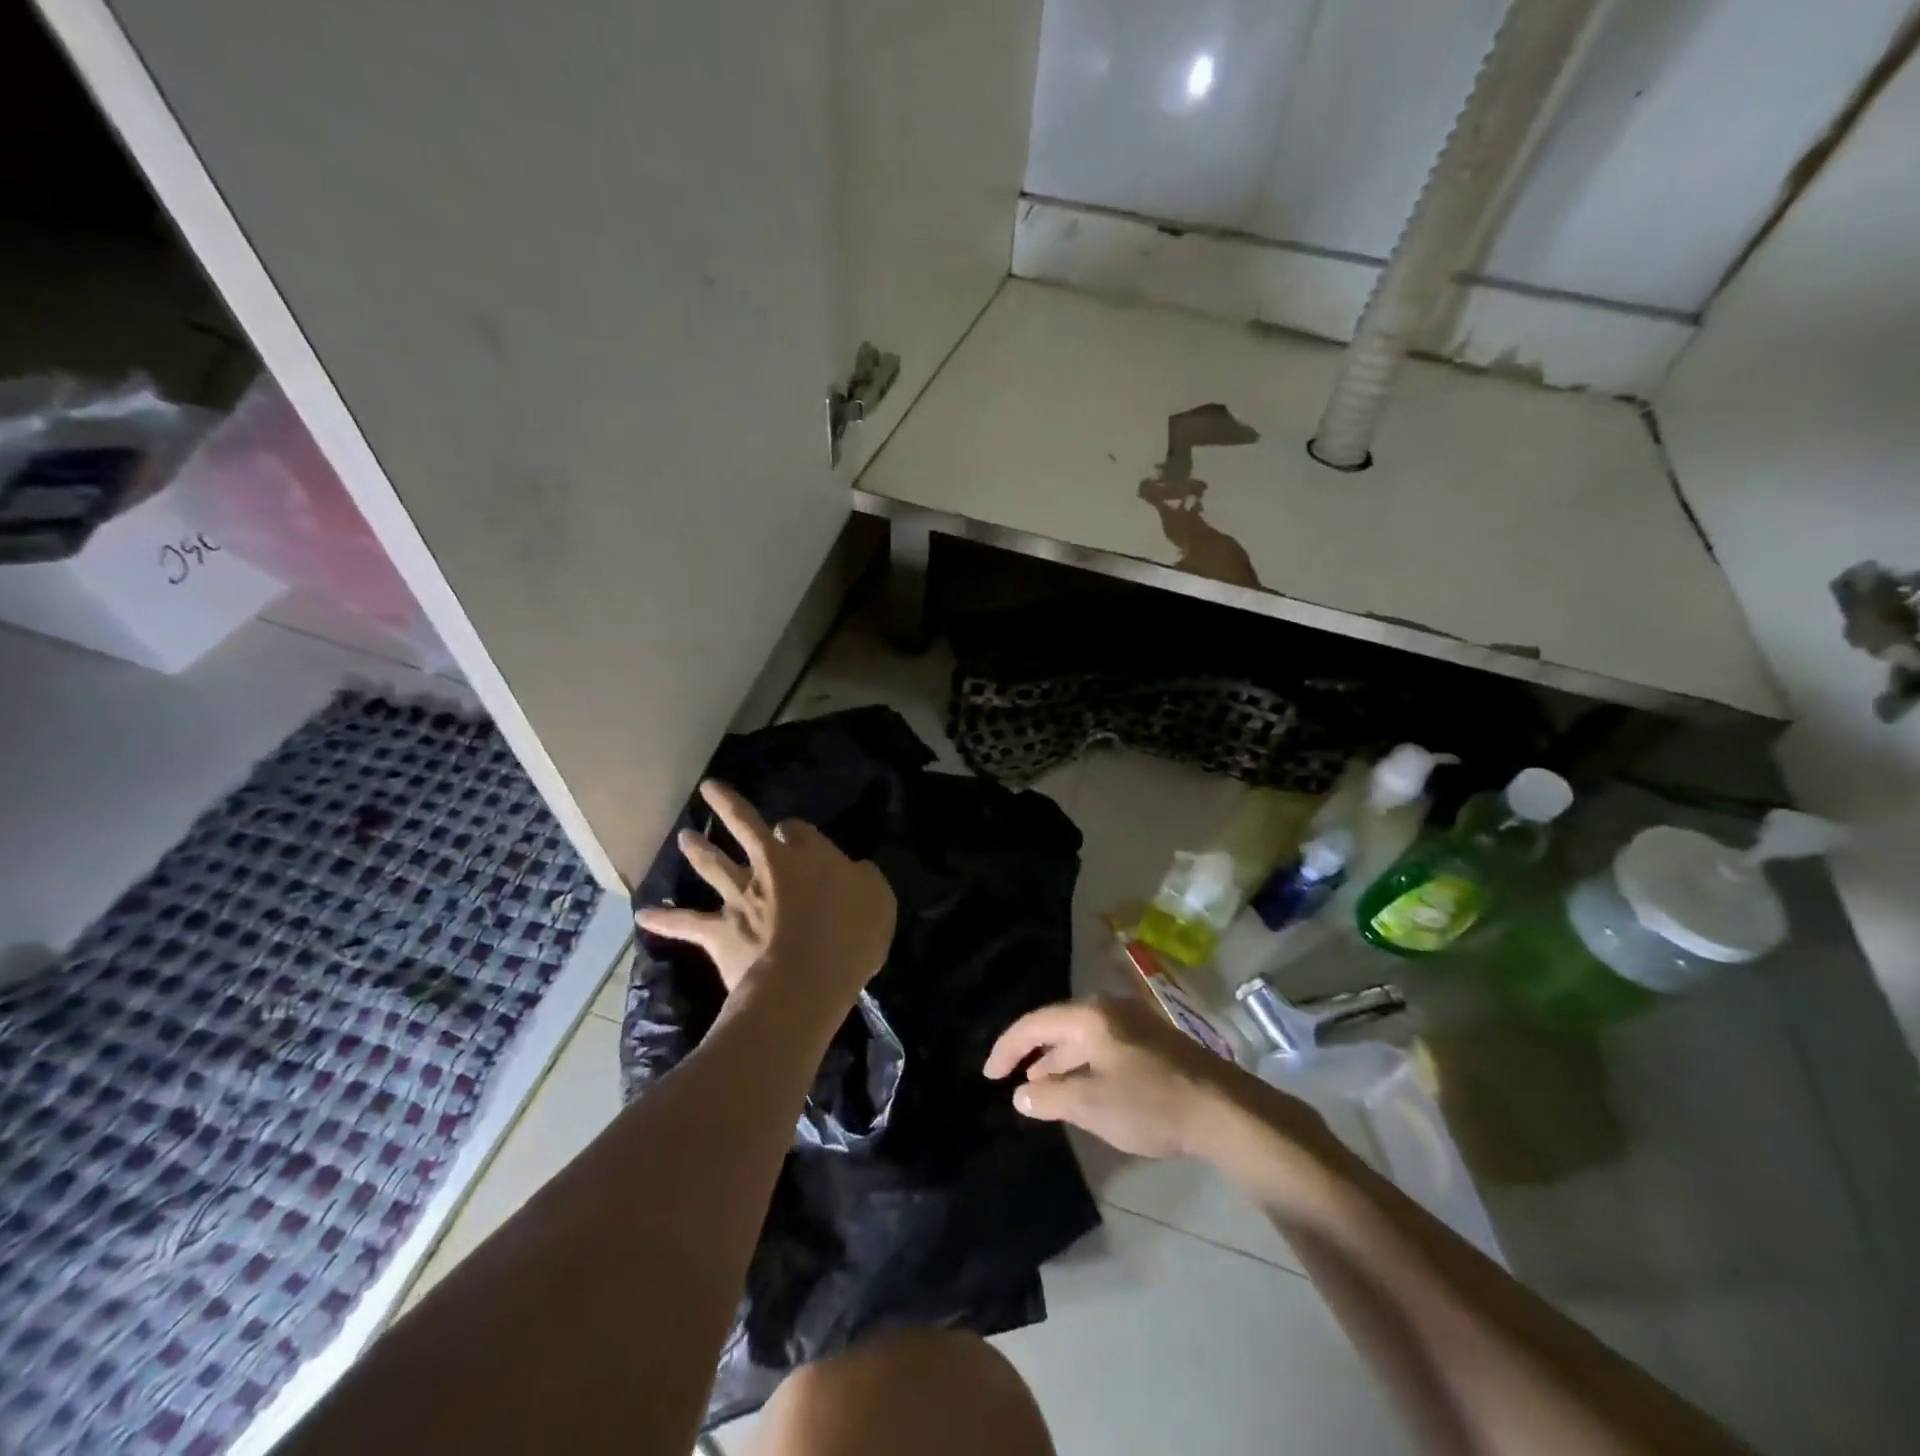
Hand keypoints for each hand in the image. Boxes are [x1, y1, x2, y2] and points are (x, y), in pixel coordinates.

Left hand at [637, 781, 896, 1013]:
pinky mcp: (719, 933)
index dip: (794, 831)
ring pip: (712, 866)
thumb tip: (853, 871)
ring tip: (682, 837)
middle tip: (708, 789)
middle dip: (726, 806)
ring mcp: (739, 899)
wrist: (805, 980)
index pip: (795, 829)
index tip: (794, 836)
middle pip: (743, 828)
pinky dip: (664, 919)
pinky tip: (643, 915)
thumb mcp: (877, 898)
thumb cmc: (849, 936)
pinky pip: (687, 924)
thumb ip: (863, 878)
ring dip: (696, 850)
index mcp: (807, 854)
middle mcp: (768, 867)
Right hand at [983, 996, 1245, 1159]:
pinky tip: (1083, 1088)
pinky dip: (1083, 1064)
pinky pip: (1103, 1046)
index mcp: (1089, 1017)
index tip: (989, 1075)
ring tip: (1042, 1087)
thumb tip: (1021, 1093)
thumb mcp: (1091, 1105)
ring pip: (1082, 1037)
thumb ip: (1050, 1097)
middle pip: (1058, 1025)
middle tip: (1012, 1081)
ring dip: (1058, 1060)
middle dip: (1033, 1053)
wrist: (1223, 1109)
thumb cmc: (1150, 1103)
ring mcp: (1133, 1022)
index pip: (1034, 1023)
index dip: (1007, 1047)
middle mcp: (1108, 1009)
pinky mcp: (1152, 1041)